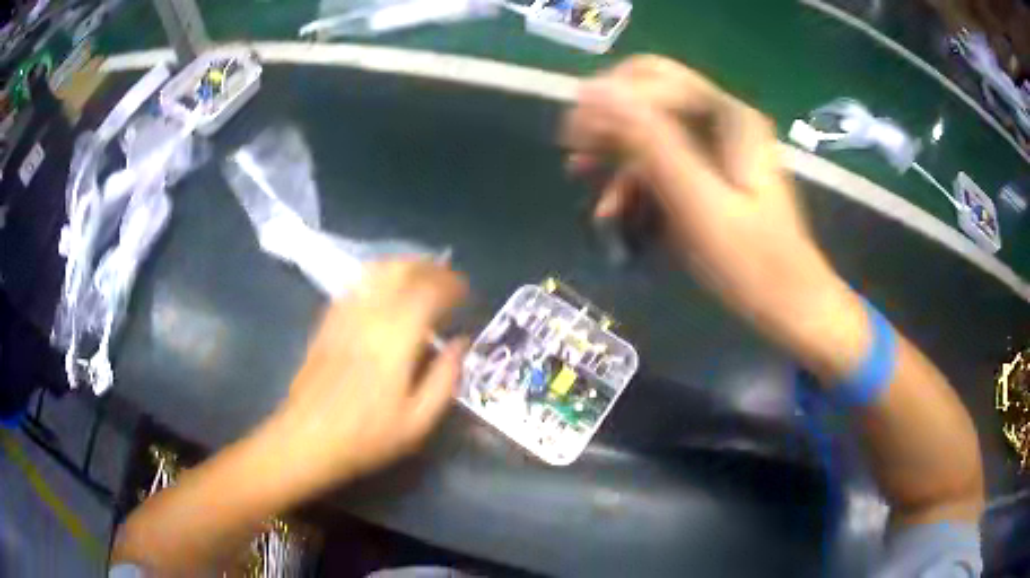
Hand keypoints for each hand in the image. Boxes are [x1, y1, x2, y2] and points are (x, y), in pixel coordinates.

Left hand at [267, 259, 468, 493]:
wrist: (307, 439)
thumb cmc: (367, 437)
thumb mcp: (418, 421)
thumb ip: (445, 377)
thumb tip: (461, 342)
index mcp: (396, 339)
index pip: (429, 291)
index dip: (452, 285)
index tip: (466, 292)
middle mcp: (370, 315)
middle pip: (402, 271)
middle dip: (430, 268)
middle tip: (448, 279)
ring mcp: (344, 315)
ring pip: (377, 271)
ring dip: (405, 266)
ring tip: (422, 276)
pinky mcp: (327, 321)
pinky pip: (356, 284)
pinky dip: (378, 276)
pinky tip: (386, 288)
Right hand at [562, 56, 866, 377]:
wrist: (790, 304)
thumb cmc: (751, 261)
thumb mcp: (698, 200)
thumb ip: (650, 141)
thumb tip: (595, 92)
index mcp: (728, 116)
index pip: (654, 77)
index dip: (608, 96)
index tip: (572, 133)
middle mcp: (723, 119)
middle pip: (651, 96)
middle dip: (609, 120)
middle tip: (574, 151)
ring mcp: (719, 146)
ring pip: (654, 127)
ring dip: (616, 149)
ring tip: (580, 174)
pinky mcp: (713, 173)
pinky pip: (664, 159)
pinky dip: (636, 177)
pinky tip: (613, 206)